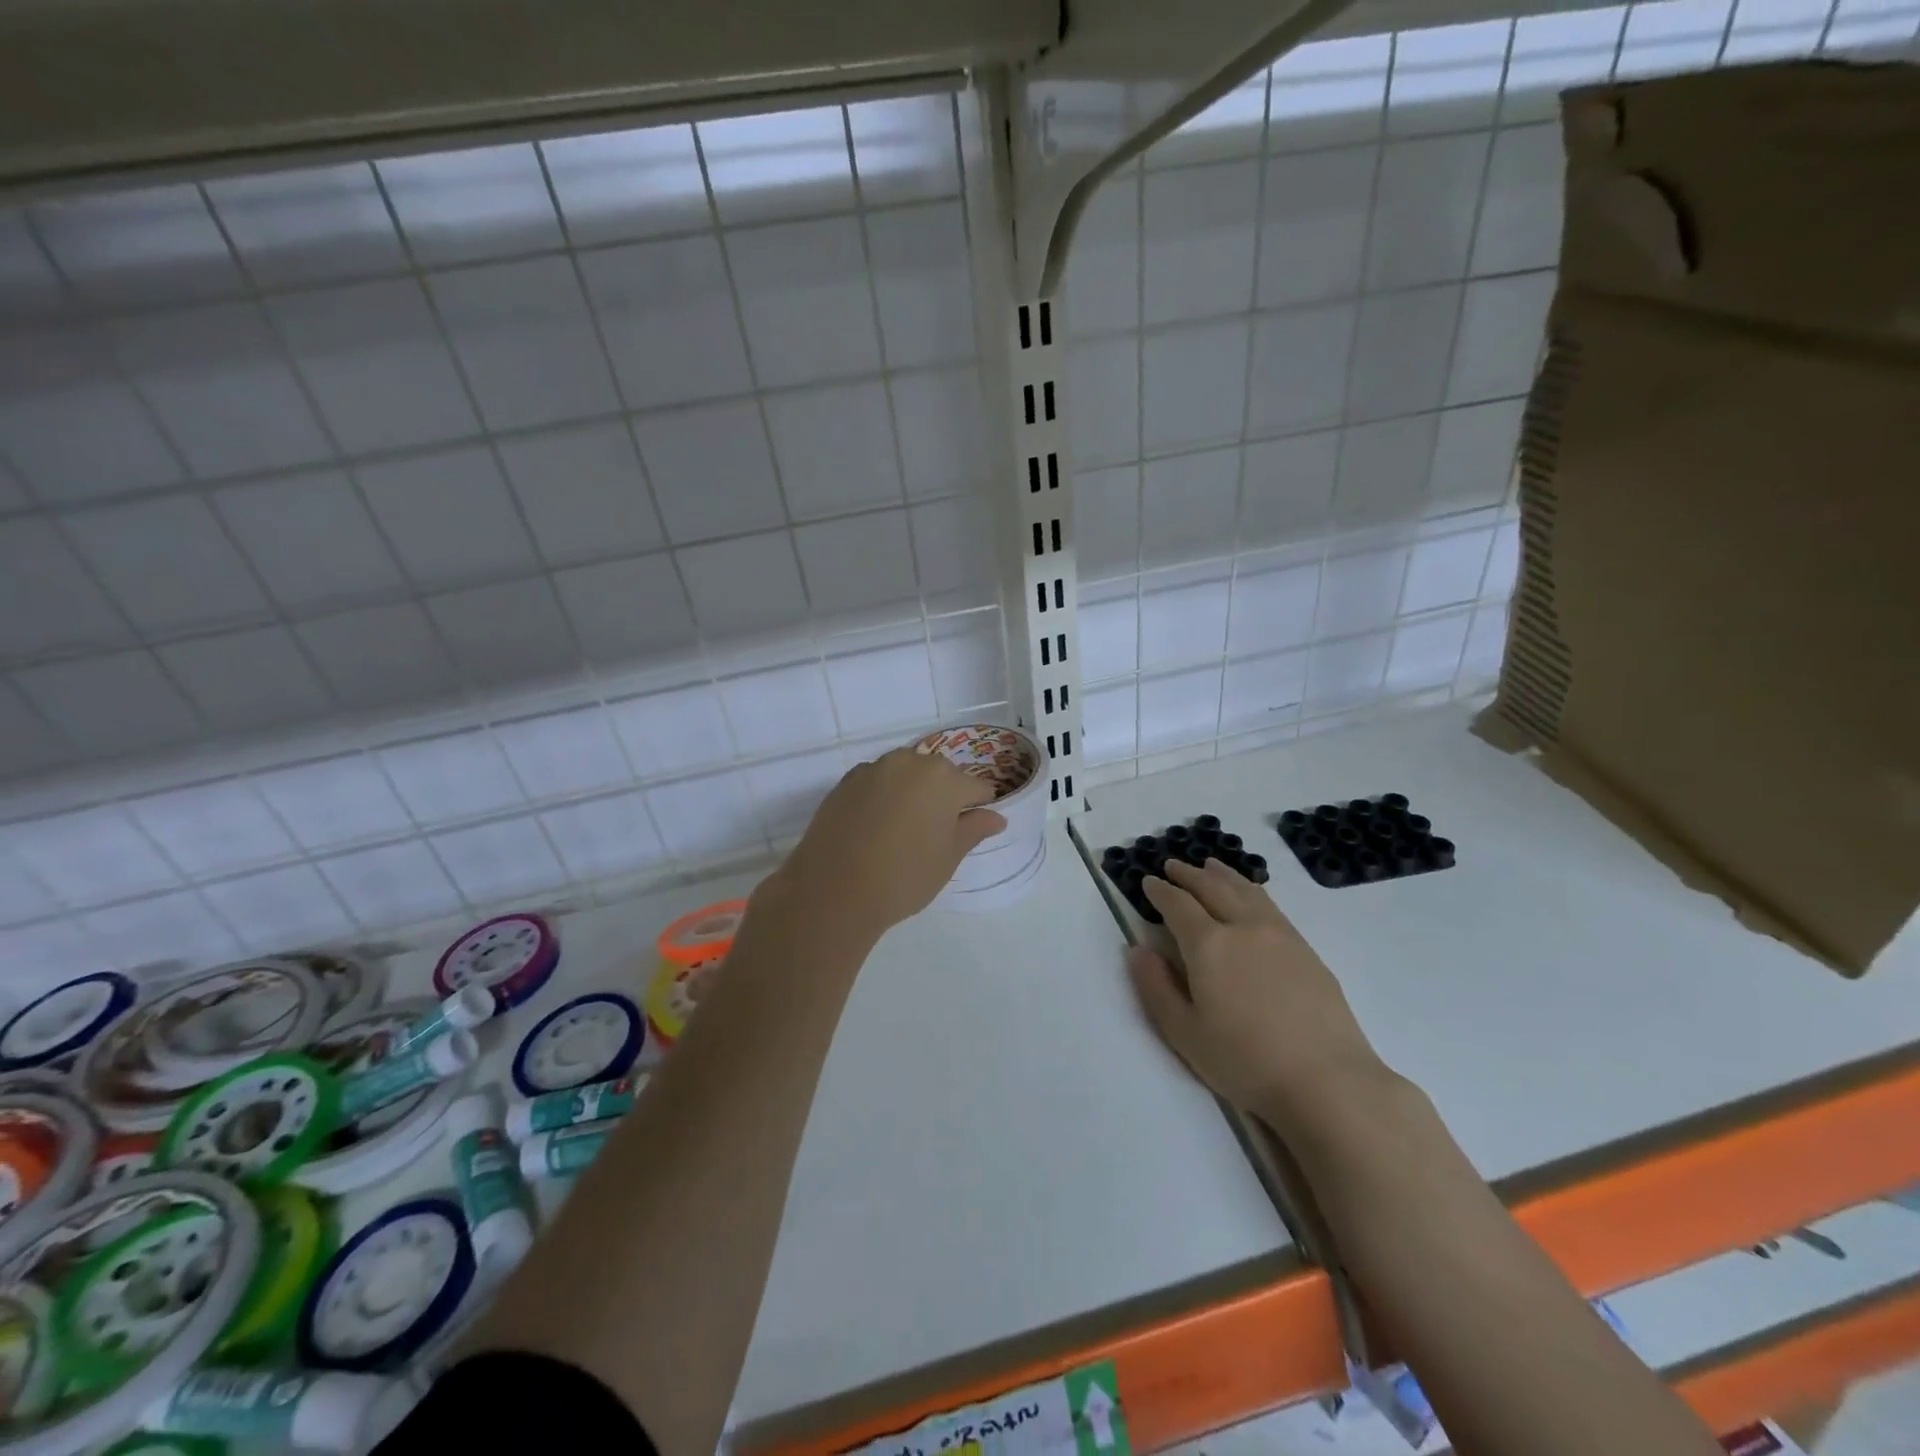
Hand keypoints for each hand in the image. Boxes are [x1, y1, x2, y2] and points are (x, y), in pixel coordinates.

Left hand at [769, 747, 1005, 940]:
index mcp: (943, 777)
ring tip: (903, 833)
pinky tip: (875, 829)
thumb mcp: (948, 857)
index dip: (978, 809)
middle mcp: (909, 762)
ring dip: (911, 795)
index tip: (969, 831)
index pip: (976, 788)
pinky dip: (883, 799)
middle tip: (934, 836)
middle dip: (943, 798)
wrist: (833, 890)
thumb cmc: (904, 876)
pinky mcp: (845, 782)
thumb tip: (996, 817)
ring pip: (905, 776)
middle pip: (939, 776)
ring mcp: (873, 769)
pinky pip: (877, 784)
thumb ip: (974, 829)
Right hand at [1128, 858, 1386, 1130]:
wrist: (1328, 1082)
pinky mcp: (1306, 950)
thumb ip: (1156, 987)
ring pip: (1245, 890)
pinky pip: (1270, 905)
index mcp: (1208, 945)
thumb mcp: (1184, 1033)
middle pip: (1212, 888)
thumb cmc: (1245, 1062)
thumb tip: (1138, 949)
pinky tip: (1251, 896)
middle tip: (1172, 865)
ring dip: (1222, 875)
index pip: (1178, 905)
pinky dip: (1251, 890)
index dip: (1160, 891)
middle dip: (1188, 874)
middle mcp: (1243, 927)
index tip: (1148, 881)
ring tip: (1209, 866)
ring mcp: (1280, 935)